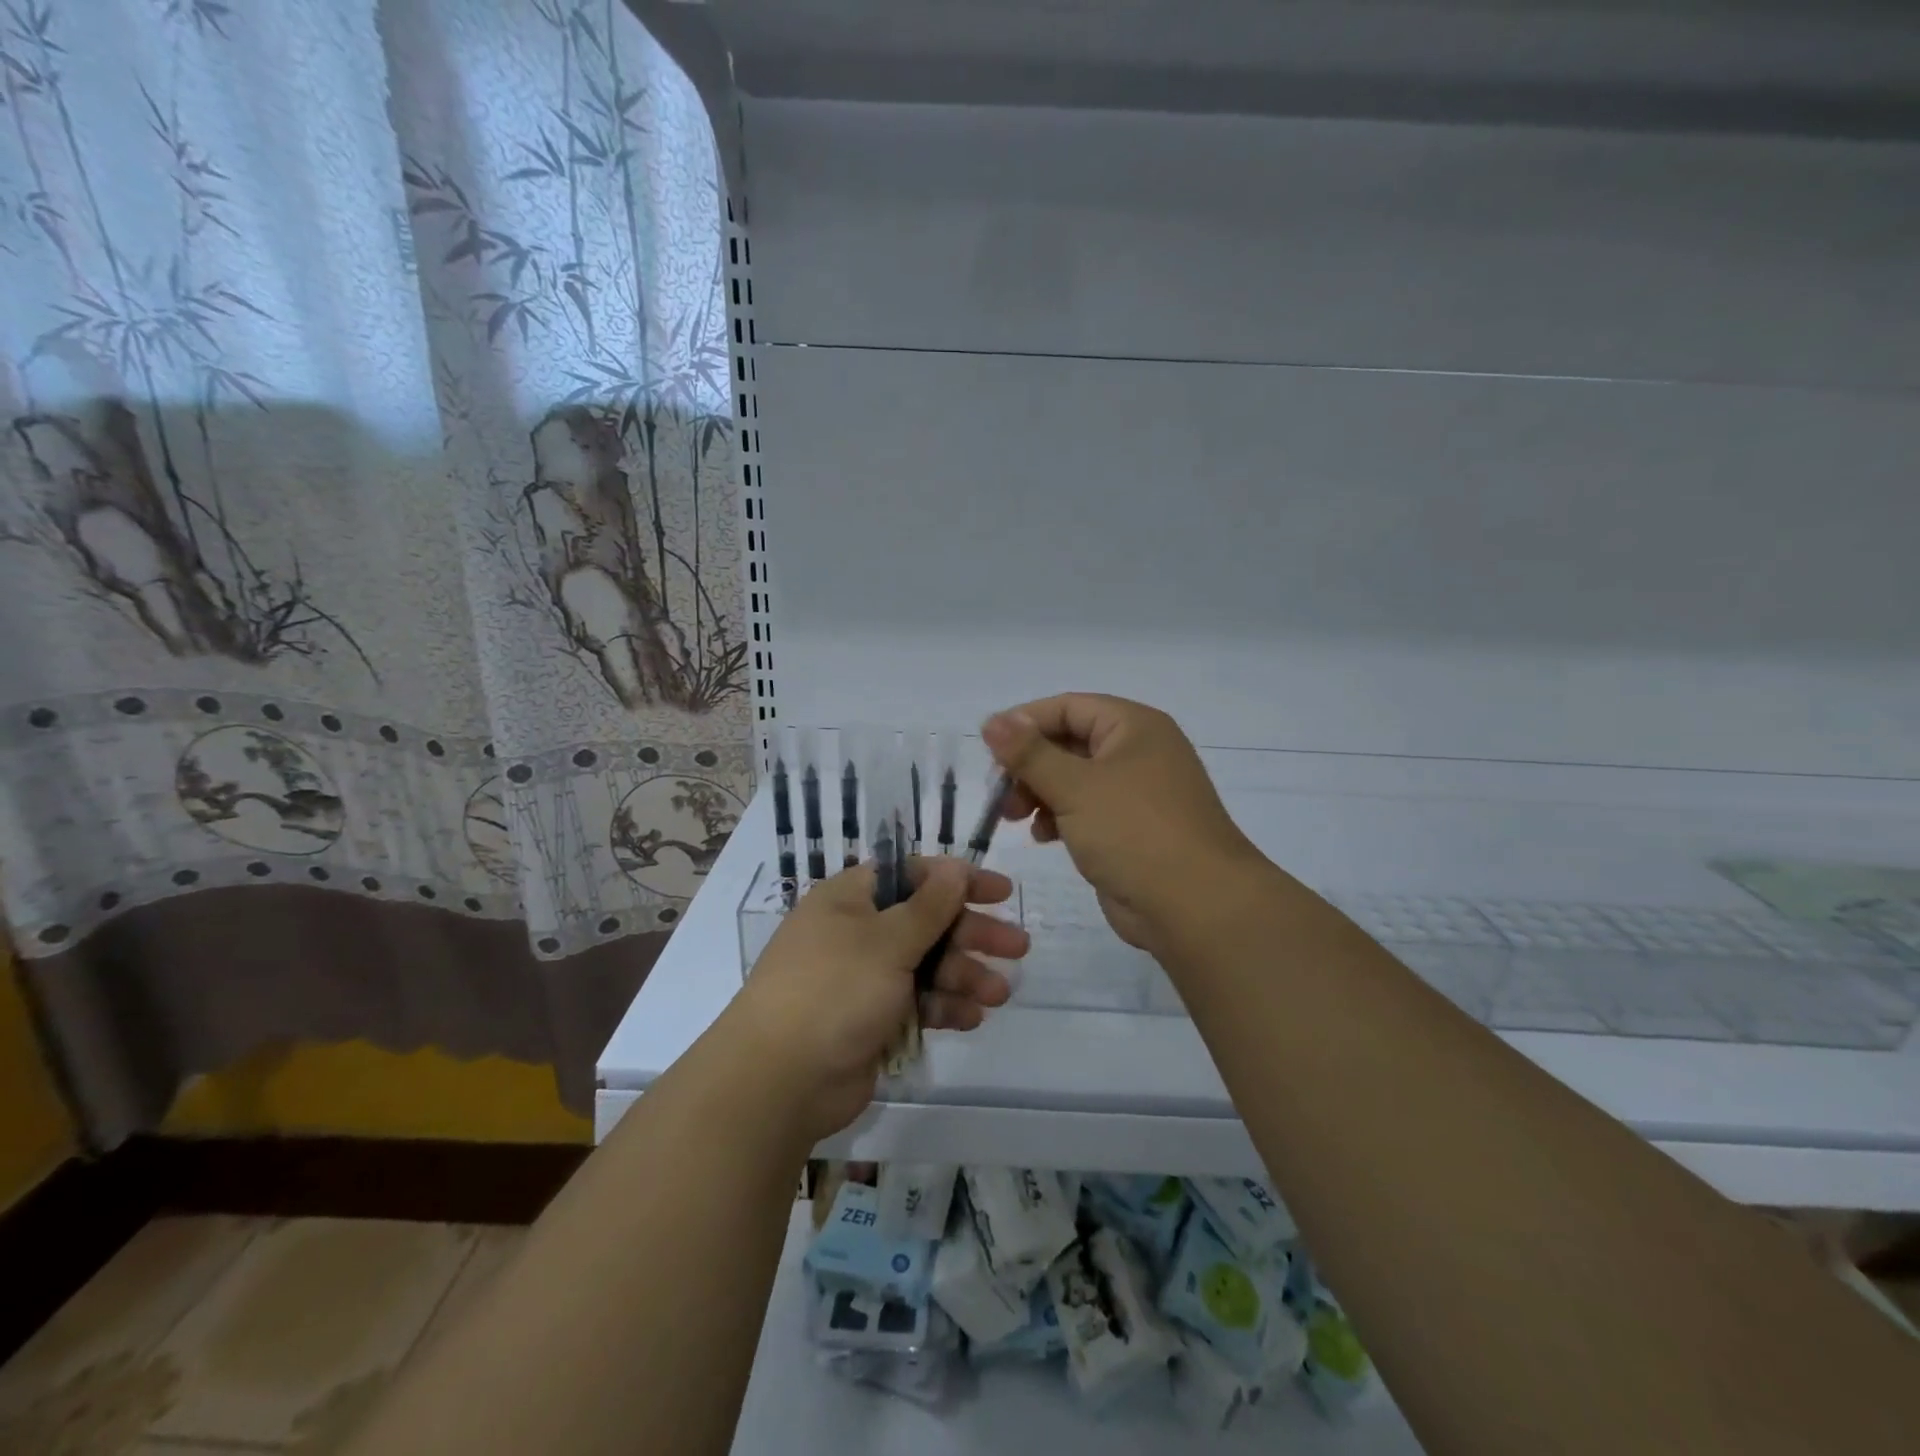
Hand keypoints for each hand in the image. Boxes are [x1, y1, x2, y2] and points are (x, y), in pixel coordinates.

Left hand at [722, 858, 1026, 1141]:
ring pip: (926, 966)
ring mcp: (864, 978)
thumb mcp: (887, 940)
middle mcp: (858, 932)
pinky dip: (943, 1008)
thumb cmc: (834, 990)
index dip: (957, 880)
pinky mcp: (871, 1020)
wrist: (780, 1080)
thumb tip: (955, 867)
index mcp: (851, 899)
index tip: (1000, 892)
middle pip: (926, 922)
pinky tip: (972, 1018)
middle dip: (972, 934)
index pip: (912, 875)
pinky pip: (917, 1003)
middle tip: (1018, 947)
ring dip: (964, 975)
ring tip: (999, 993)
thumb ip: (929, 906)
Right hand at [982, 694, 1265, 953]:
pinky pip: (1087, 810)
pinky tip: (1043, 836)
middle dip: (1029, 765)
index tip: (989, 748)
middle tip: (999, 792)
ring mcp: (1138, 793)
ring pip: (1075, 779)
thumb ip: (1029, 753)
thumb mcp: (1074, 787)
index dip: (1025, 722)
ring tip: (1014, 817)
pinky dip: (1060, 817)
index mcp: (1134, 727)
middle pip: (1069, 743)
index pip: (1068, 707)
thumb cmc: (1134, 832)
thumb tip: (992, 721)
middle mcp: (1138, 752)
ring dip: (1040, 793)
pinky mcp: (1132, 829)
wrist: (1195, 906)